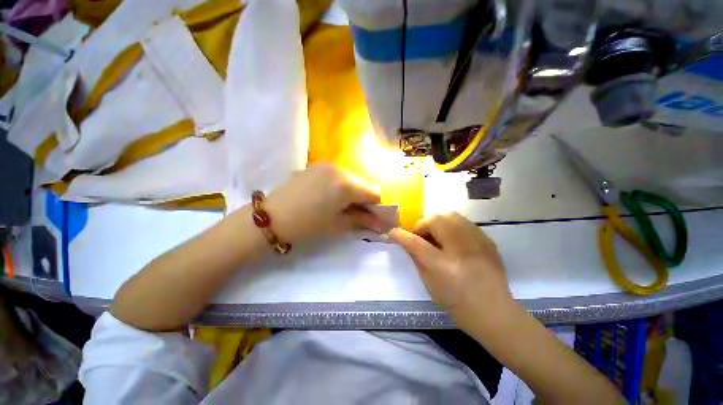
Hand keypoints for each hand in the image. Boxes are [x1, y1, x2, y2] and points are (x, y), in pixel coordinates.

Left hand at [265, 163, 385, 242]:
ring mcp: (327, 164)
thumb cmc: (308, 225)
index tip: (373, 217)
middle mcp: (340, 168)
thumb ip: (363, 220)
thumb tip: (382, 224)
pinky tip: (329, 197)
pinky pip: (338, 175)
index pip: (374, 192)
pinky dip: (340, 186)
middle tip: (356, 214)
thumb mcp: (338, 224)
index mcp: (347, 184)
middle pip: (363, 184)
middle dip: (364, 199)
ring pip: (351, 179)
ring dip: (352, 192)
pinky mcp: (316, 165)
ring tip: (340, 206)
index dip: (377, 206)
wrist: (271, 218)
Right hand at [390, 212, 519, 332]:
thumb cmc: (457, 301)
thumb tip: (408, 242)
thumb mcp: (429, 282)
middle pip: (435, 220)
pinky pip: (464, 222)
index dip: (401, 234)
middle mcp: (460, 248)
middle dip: (422, 224)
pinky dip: (452, 226)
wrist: (494, 311)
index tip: (393, 232)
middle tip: (421, 236)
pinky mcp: (486, 240)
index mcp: (442, 265)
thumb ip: (416, 258)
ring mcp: (476, 241)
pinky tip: (454, 240)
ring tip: (437, 236)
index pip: (415, 242)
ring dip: (437, 222)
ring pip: (451, 215)